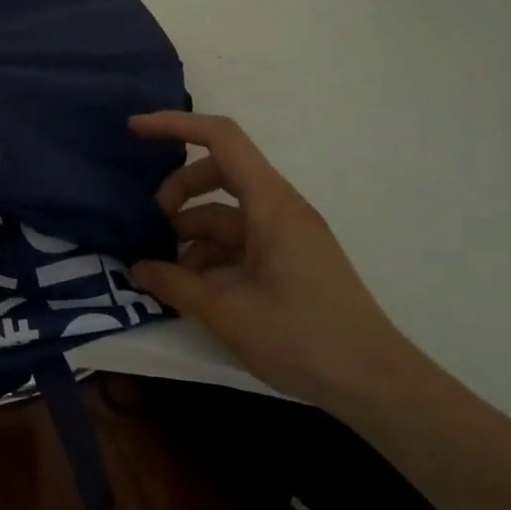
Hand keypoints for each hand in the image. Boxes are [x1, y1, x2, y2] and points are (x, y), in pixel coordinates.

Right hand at [127, 111, 420, 408]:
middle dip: (178, 191)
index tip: (134, 130)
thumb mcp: (226, 312)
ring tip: (167, 273)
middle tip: (151, 225)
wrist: (375, 384)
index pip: (221, 138)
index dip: (175, 125)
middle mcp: (280, 208)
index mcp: (271, 204)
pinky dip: (211, 255)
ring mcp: (286, 234)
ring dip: (191, 233)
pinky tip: (194, 290)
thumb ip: (174, 284)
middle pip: (219, 172)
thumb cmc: (302, 337)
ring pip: (226, 212)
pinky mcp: (289, 259)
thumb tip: (136, 269)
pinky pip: (240, 241)